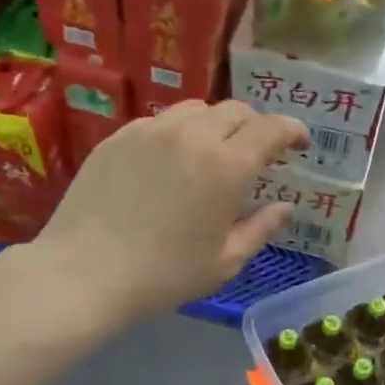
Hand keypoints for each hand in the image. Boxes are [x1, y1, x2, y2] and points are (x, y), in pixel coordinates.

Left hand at [24, 101, 308, 324]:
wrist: (84, 273)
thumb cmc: (165, 275)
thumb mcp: (224, 261)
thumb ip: (260, 228)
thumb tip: (285, 208)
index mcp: (228, 166)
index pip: (271, 128)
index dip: (292, 131)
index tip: (300, 143)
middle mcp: (193, 135)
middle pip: (236, 111)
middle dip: (256, 127)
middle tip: (257, 153)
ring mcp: (151, 131)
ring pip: (196, 109)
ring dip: (216, 125)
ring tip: (213, 152)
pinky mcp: (118, 137)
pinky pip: (160, 122)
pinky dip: (178, 132)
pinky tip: (171, 161)